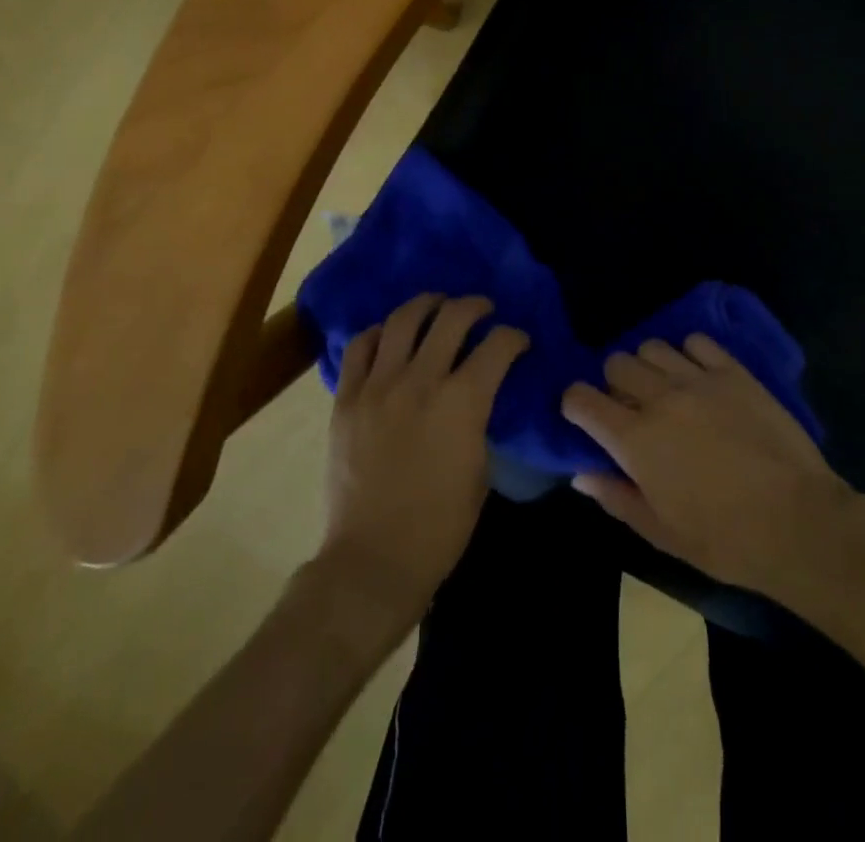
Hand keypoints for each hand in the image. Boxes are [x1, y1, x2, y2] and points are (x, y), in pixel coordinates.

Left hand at [322, 294, 526, 622]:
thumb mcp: (480, 470)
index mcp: (462, 402)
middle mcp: (420, 381)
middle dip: (475, 306)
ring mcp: (377, 386)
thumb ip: (480, 421)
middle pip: (452, 318)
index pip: (498, 345)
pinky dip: (379, 333)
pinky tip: (391, 336)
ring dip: (427, 304)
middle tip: (482, 310)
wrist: (372, 560)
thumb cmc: (440, 526)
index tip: (519, 341)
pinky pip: (360, 346)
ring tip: (437, 305)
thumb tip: (480, 396)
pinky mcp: (346, 398)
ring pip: (403, 320)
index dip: (514, 336)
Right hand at [561, 334, 858, 596]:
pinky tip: (699, 377)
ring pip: (652, 347)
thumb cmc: (725, 539)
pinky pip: (697, 342)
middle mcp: (660, 397)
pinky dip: (689, 354)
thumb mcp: (661, 532)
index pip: (581, 398)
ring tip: (665, 390)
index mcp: (635, 438)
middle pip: (616, 363)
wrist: (798, 522)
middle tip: (631, 408)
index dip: (575, 405)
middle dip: (613, 383)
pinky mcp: (733, 371)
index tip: (584, 418)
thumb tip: (581, 474)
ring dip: (649, 366)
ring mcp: (698, 379)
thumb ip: (615, 497)